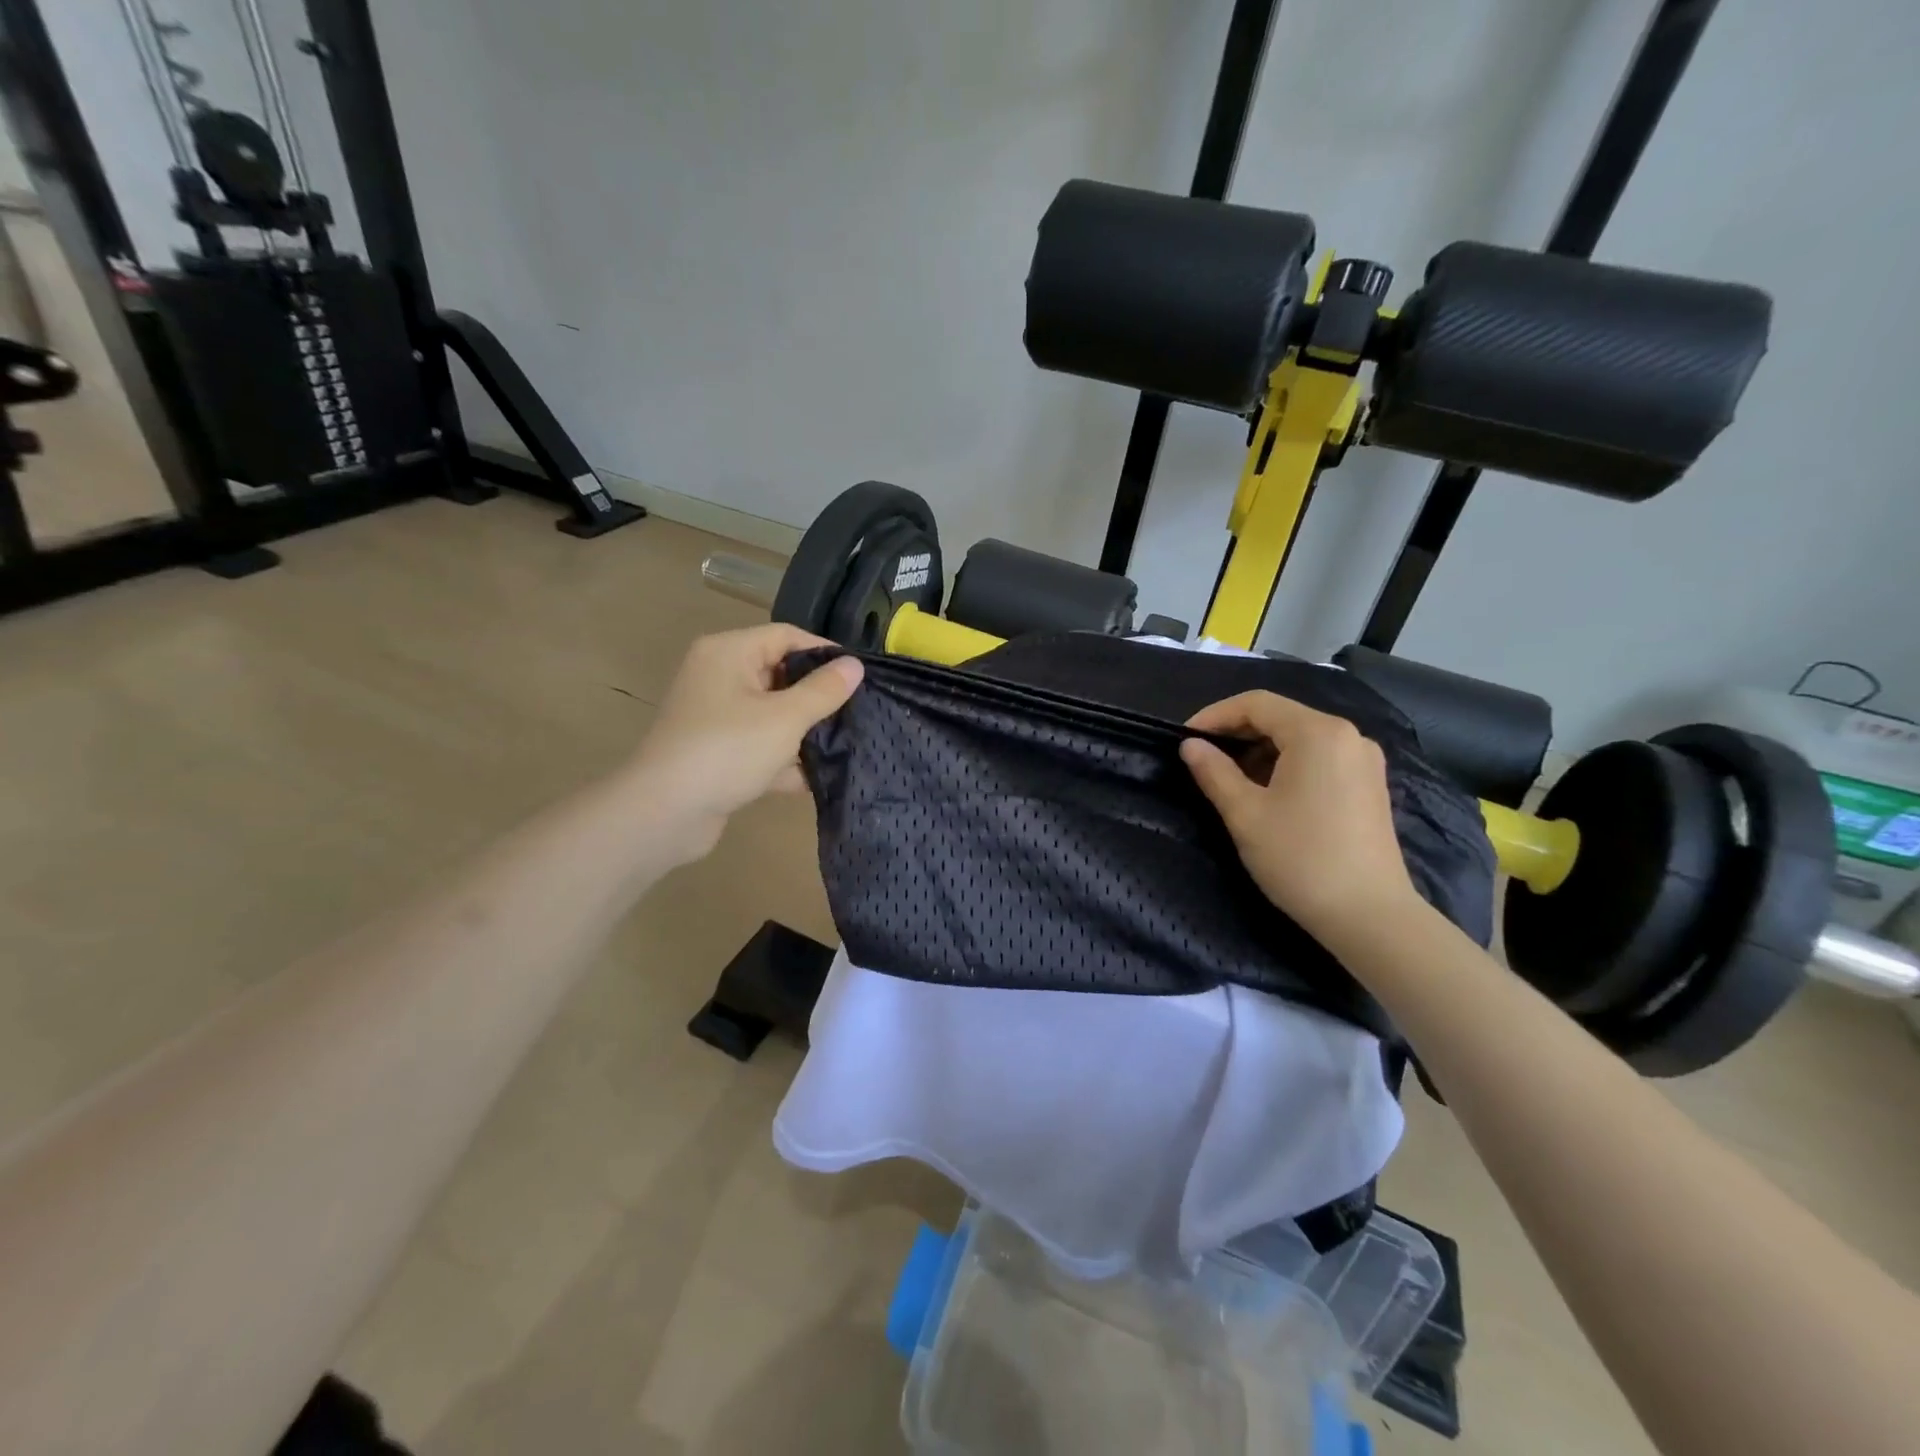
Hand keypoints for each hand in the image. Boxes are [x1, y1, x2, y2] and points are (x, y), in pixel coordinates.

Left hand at [630, 624, 862, 860]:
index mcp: (729, 653)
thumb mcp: (785, 718)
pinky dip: (784, 760)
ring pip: (772, 714)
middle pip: (780, 675)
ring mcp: (716, 718)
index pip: (786, 636)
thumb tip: (855, 665)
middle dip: (818, 697)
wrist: (664, 813)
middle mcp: (719, 677)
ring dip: (804, 731)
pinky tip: (817, 779)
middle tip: (858, 711)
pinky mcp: (718, 753)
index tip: (861, 676)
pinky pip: (760, 746)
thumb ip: (823, 690)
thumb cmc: (727, 750)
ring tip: (847, 744)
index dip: (825, 652)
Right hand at [1180, 691, 1419, 944]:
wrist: (1370, 916)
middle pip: (1281, 716)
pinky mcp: (1369, 785)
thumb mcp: (1245, 814)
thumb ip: (1214, 772)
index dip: (1214, 716)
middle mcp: (1347, 736)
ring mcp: (1364, 760)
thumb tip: (1190, 745)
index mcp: (1318, 733)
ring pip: (1300, 737)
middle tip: (1201, 757)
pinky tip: (1267, 791)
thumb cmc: (1301, 859)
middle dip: (1236, 732)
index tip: (1184, 739)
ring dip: (1260, 749)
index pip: (1256, 704)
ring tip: (1229, 777)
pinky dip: (1286, 763)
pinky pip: (1319, 757)